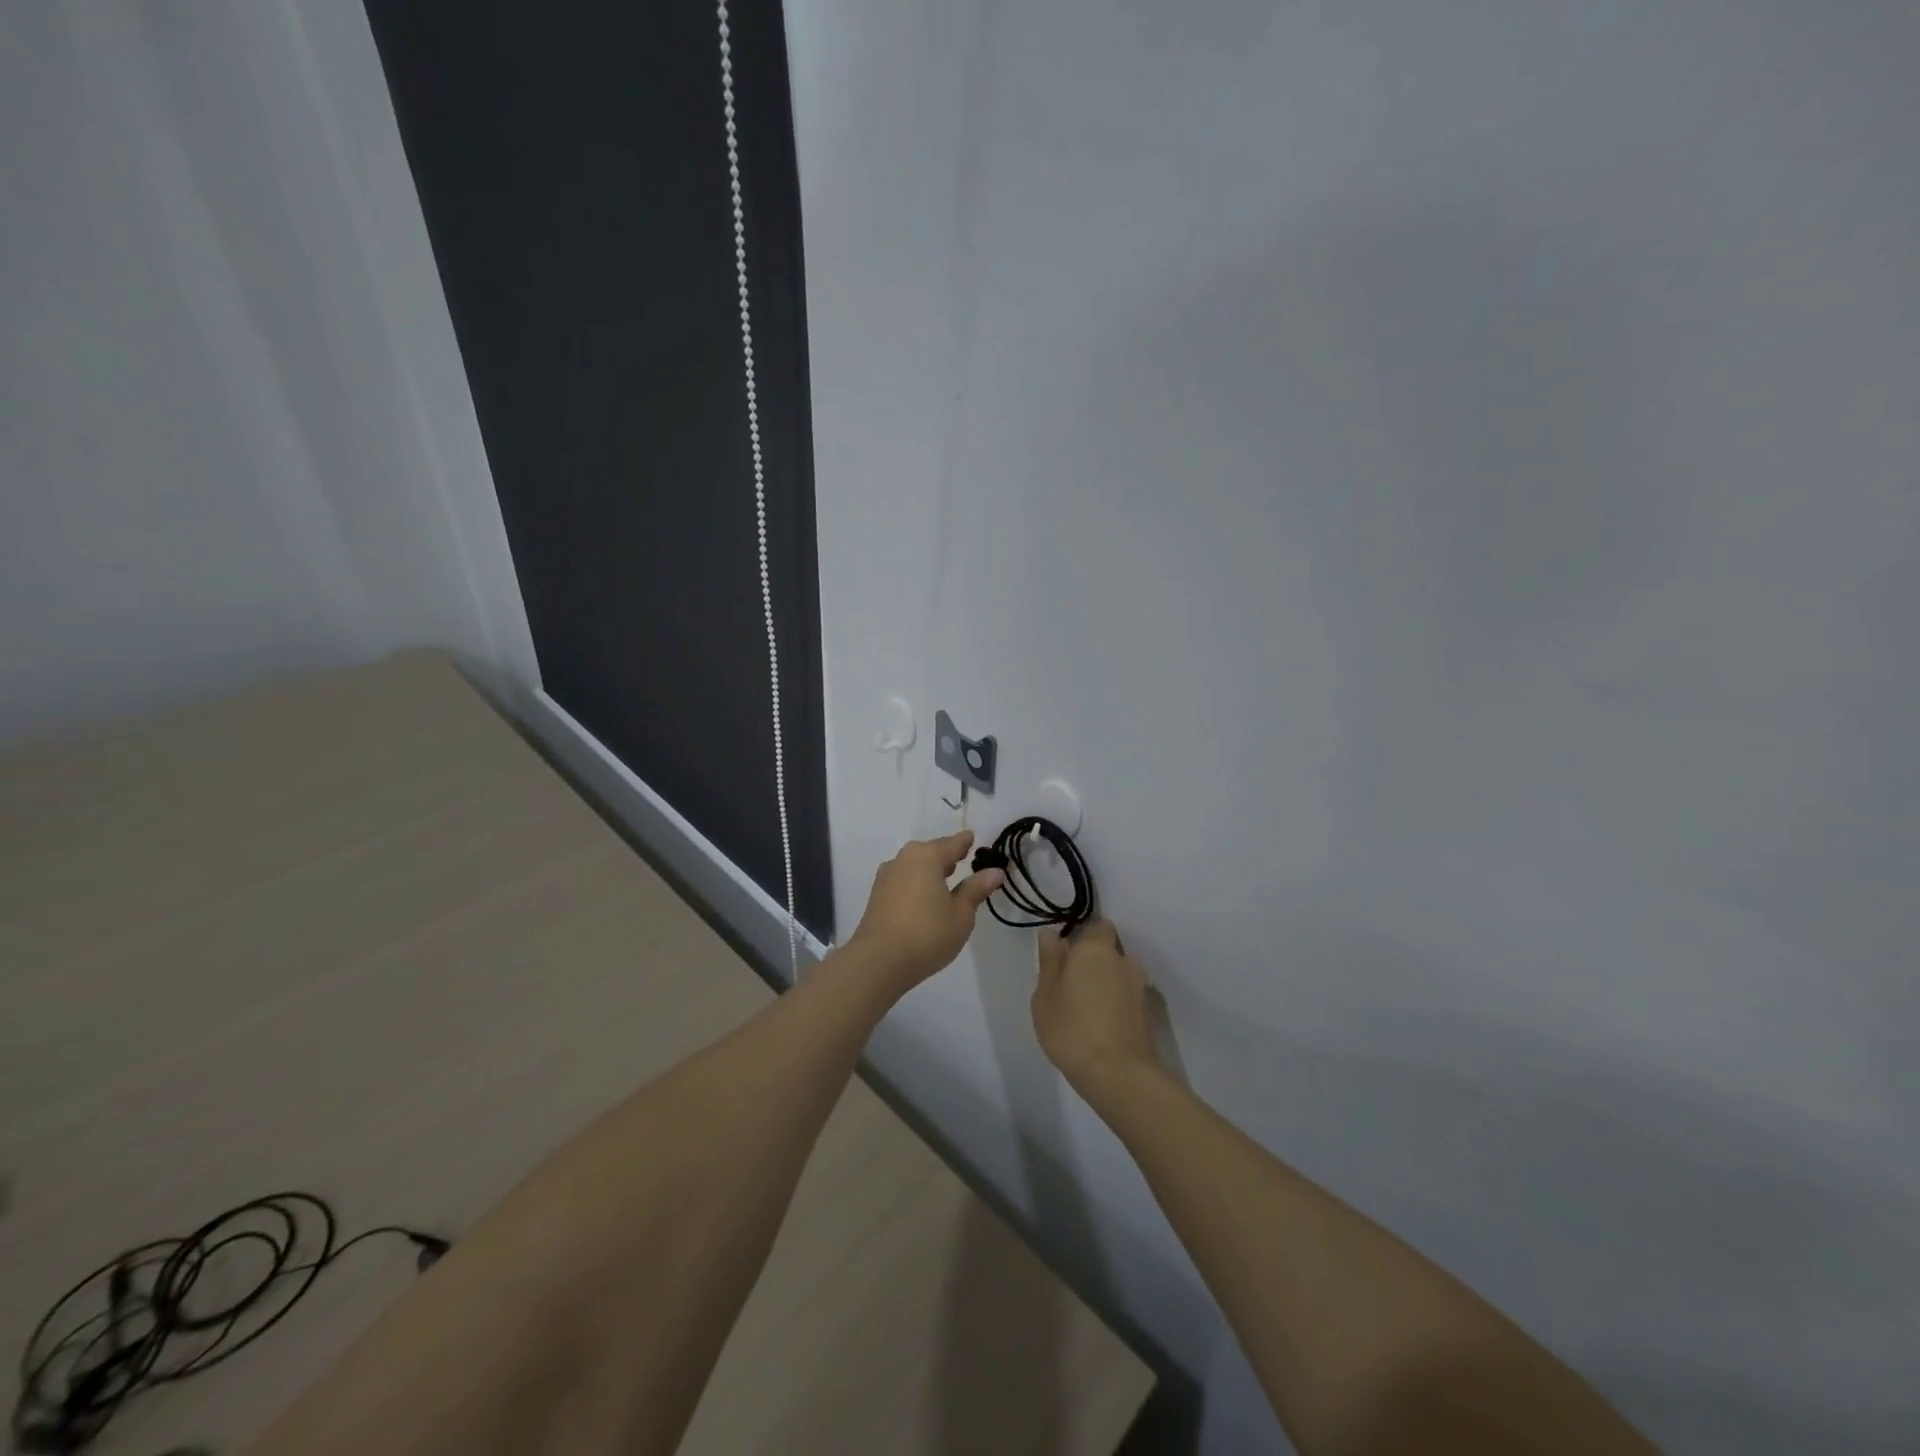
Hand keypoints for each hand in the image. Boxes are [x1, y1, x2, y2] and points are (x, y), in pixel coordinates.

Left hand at [847, 831, 1004, 990]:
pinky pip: (903, 881)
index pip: (952, 843)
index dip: (965, 842)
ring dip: (930, 871)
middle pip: (930, 852)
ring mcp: (886, 877)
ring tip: (945, 882)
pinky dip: (917, 884)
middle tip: (962, 860)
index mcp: (926, 856)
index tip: (972, 838)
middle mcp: (904, 859)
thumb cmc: (927, 933)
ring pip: (914, 866)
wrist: (879, 961)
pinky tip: (924, 899)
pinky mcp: (877, 896)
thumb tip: (995, 871)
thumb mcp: (961, 914)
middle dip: (946, 856)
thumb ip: (976, 889)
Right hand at [1033, 920, 1161, 1097]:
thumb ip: (1050, 961)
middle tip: (1071, 986)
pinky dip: (1118, 1003)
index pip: (1097, 926)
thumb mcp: (1045, 996)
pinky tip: (1104, 1025)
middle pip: (1108, 951)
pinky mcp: (1149, 1012)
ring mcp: (1140, 986)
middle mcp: (1123, 960)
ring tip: (1089, 1010)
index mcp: (1095, 949)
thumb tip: (1052, 934)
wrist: (1119, 1075)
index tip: (1066, 956)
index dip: (1083, 937)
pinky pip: (1128, 996)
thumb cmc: (1072, 1030)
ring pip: (1120, 974)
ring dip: (1107, 983)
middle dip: (1094, 962)